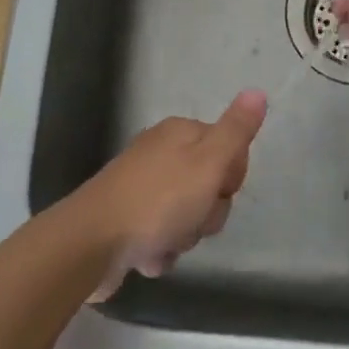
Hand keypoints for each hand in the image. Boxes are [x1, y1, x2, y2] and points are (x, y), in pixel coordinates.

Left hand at [72, 89, 265, 299]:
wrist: (90, 243)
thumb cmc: (157, 201)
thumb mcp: (208, 163)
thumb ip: (236, 130)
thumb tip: (258, 91)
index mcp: (180, 133)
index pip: (229, 151)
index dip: (230, 177)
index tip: (218, 190)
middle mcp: (161, 153)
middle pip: (209, 186)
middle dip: (206, 213)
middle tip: (192, 219)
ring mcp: (141, 186)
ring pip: (186, 215)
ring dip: (183, 236)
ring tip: (164, 242)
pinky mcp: (126, 218)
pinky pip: (160, 236)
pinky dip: (159, 250)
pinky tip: (147, 257)